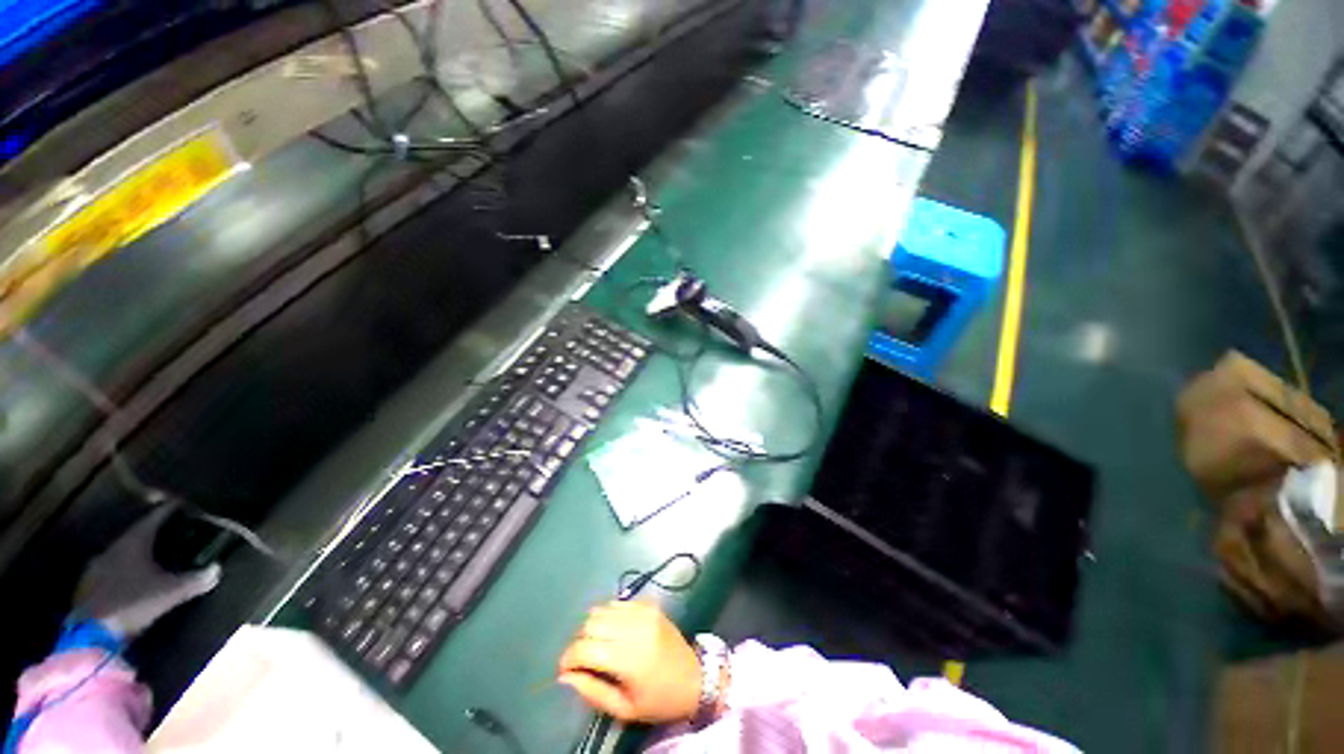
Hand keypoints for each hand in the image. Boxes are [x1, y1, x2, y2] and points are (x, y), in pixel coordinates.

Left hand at [74, 506, 221, 637]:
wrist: (92, 635)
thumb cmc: (133, 604)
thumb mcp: (170, 593)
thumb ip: (195, 580)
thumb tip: (217, 569)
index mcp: (132, 543)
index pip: (153, 518)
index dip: (168, 510)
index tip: (182, 503)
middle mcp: (112, 549)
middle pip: (135, 536)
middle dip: (152, 535)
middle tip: (170, 533)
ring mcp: (96, 569)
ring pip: (121, 555)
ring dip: (136, 555)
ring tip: (152, 559)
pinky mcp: (88, 587)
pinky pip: (111, 571)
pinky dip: (124, 571)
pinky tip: (131, 581)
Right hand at [557, 601, 700, 723]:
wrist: (695, 678)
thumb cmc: (659, 700)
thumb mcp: (624, 709)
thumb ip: (592, 691)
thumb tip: (565, 676)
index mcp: (629, 659)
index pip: (585, 648)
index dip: (568, 658)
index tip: (565, 670)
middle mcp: (635, 628)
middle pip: (590, 624)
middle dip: (579, 642)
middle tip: (582, 660)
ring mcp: (643, 611)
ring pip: (601, 609)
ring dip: (592, 626)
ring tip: (597, 645)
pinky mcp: (649, 604)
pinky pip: (617, 602)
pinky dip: (607, 615)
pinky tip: (613, 631)